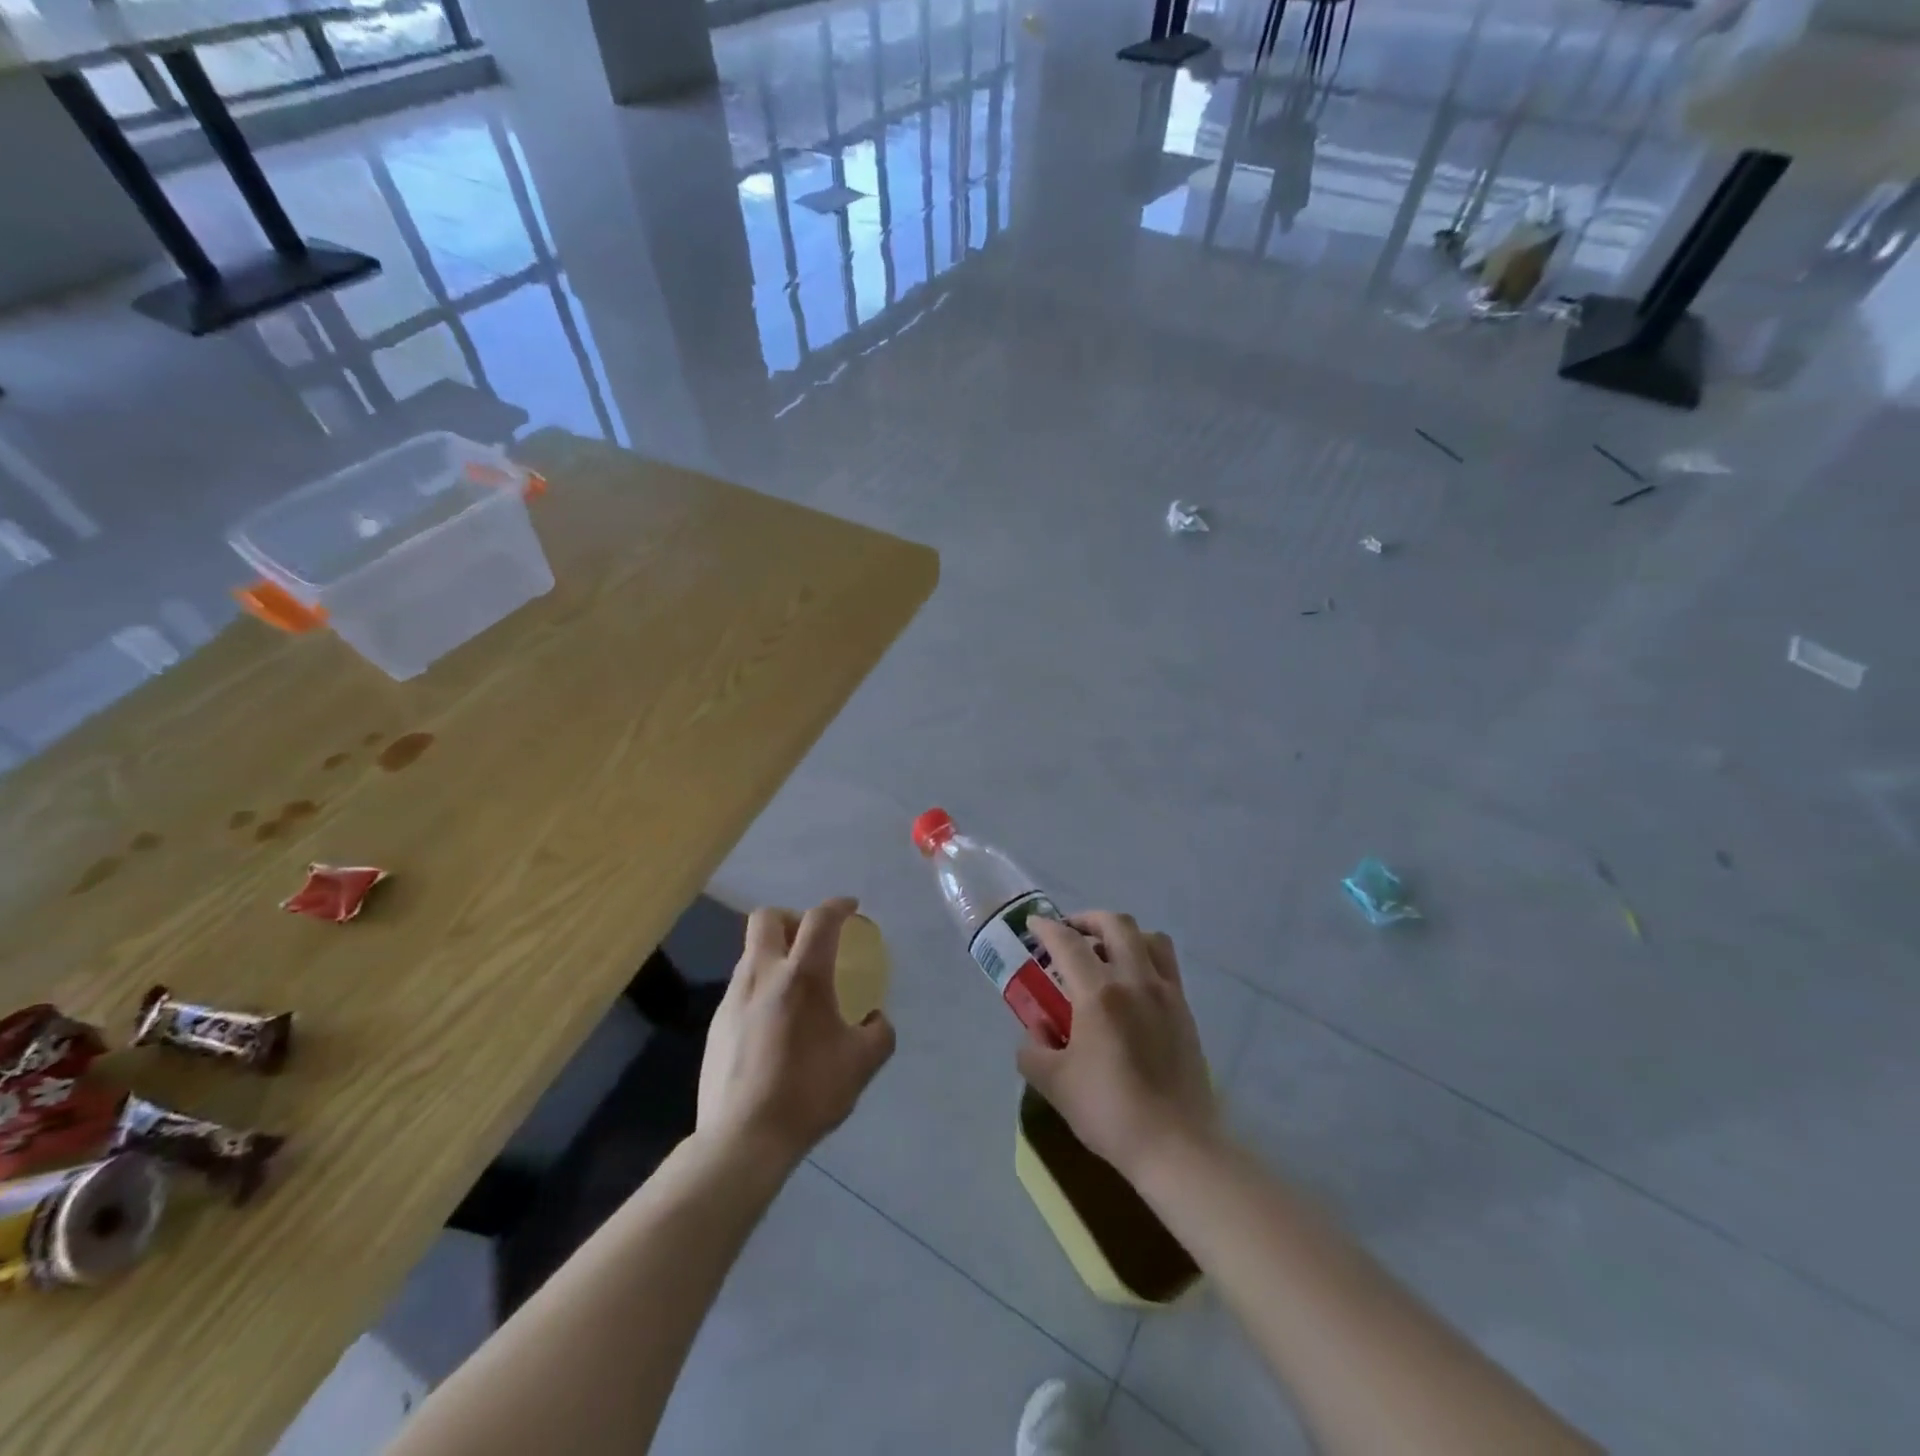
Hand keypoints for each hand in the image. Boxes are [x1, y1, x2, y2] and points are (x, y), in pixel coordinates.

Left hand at [697, 898, 896, 1169]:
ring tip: (796, 988)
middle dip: (791, 918)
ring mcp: (733, 998)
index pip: (819, 920)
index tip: (850, 908)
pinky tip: (774, 1023)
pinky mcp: (716, 1024)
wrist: (743, 1138)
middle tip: (810, 940)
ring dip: (775, 954)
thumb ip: (879, 1033)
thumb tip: (876, 1019)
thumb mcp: (862, 1064)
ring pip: (752, 953)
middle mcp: (763, 975)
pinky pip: (742, 987)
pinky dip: (761, 987)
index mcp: (802, 977)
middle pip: (767, 918)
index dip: (837, 906)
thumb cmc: (808, 1092)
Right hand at [1019, 913, 1218, 1179]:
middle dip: (1087, 920)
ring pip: (1149, 938)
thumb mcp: (1054, 1083)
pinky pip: (1166, 965)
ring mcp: (1166, 993)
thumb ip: (1033, 1050)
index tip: (1033, 924)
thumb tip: (1035, 1031)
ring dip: (1123, 934)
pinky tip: (1131, 985)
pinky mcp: (1184, 1011)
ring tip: (1105, 953)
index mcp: (1099, 994)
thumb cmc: (1110, 1111)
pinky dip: (1145, 957)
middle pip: (1115, 924)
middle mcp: (1135, 981)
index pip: (1068, 943)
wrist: (1176, 1145)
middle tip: (1070, 934)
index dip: (1047, 928)